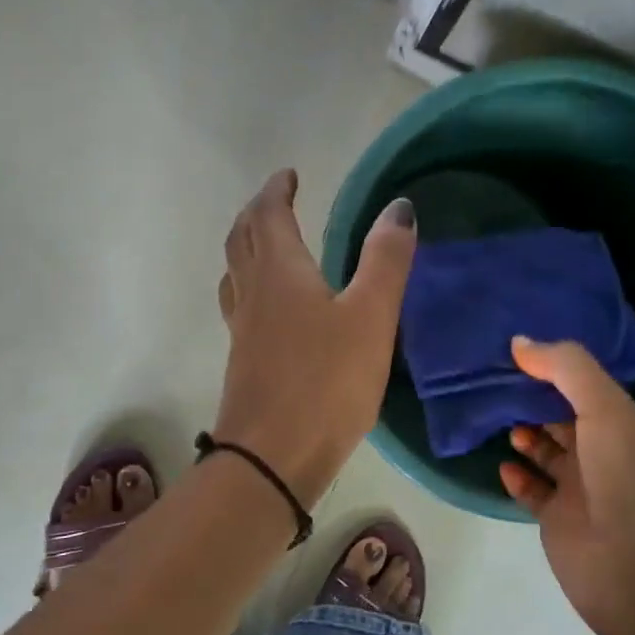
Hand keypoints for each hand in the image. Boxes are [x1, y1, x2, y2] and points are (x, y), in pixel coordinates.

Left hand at [213, 170, 416, 507]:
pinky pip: (239, 304)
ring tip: (266, 243)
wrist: (273, 458)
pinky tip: (267, 306)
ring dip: (246, 245)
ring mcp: (242, 329)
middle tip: (277, 200)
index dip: (277, 190)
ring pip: (234, 271)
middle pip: (241, 238)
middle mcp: (252, 292)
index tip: (289, 176)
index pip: (269, 215)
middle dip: (258, 212)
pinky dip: (249, 284)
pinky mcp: (243, 360)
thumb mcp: (370, 317)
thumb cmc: (327, 382)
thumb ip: (386, 260)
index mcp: (279, 271)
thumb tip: (399, 207)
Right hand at [498, 337, 634, 634]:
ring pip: (546, 450)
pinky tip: (504, 464)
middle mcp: (607, 452)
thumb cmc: (628, 482)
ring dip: (524, 434)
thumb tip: (520, 342)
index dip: (556, 367)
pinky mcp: (559, 518)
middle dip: (534, 398)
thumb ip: (566, 369)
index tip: (518, 350)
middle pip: (564, 416)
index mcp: (628, 425)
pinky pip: (532, 488)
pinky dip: (517, 475)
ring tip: (497, 418)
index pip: (588, 386)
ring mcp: (583, 487)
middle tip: (494, 379)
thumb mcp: (606, 410)